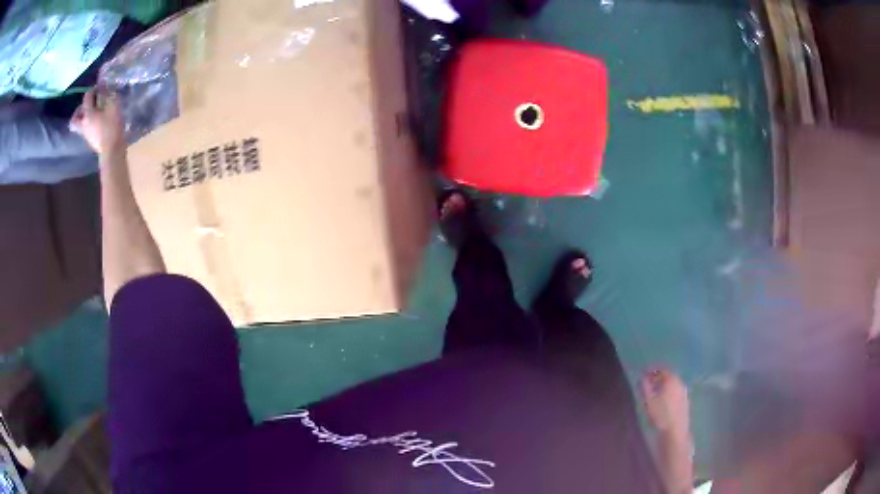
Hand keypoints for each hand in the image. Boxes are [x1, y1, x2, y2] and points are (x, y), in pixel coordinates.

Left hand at [70, 87, 124, 155]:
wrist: (112, 150)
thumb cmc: (112, 126)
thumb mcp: (114, 105)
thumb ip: (108, 94)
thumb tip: (105, 87)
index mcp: (88, 113)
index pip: (86, 97)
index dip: (93, 90)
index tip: (100, 88)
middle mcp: (83, 124)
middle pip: (75, 117)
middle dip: (80, 109)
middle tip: (89, 104)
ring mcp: (85, 134)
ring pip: (79, 124)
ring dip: (84, 117)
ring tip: (94, 113)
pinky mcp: (90, 141)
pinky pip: (85, 130)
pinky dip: (89, 124)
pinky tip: (98, 122)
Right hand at [640, 368, 689, 435]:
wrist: (675, 430)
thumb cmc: (661, 415)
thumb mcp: (648, 401)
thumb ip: (645, 387)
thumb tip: (642, 378)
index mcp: (671, 379)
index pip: (661, 370)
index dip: (651, 371)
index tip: (643, 374)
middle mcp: (680, 382)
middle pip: (668, 376)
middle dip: (657, 378)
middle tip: (647, 382)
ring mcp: (684, 392)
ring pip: (672, 384)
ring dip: (663, 385)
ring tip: (654, 392)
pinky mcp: (685, 401)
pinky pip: (675, 391)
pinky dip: (668, 392)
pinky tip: (663, 400)